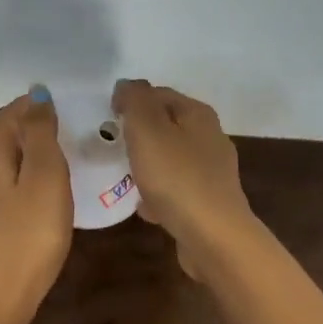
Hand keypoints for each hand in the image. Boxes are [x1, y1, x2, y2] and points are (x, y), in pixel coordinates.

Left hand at [0, 90, 72, 315]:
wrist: (1, 294)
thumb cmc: (29, 230)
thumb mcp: (44, 174)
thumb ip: (41, 133)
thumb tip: (37, 94)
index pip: (6, 116)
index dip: (28, 104)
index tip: (56, 101)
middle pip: (2, 138)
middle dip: (27, 125)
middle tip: (61, 124)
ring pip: (4, 163)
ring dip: (27, 151)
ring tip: (58, 154)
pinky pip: (8, 187)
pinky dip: (25, 176)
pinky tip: (43, 191)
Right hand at [111, 80, 253, 266]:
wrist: (213, 237)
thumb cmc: (176, 177)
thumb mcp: (147, 128)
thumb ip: (134, 100)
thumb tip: (127, 86)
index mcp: (198, 114)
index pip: (160, 93)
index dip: (132, 100)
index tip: (108, 116)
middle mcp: (210, 137)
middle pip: (167, 126)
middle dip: (140, 133)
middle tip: (114, 145)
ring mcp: (212, 172)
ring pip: (171, 158)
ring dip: (148, 165)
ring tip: (124, 176)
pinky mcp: (209, 203)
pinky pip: (177, 189)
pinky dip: (159, 194)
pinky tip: (144, 208)